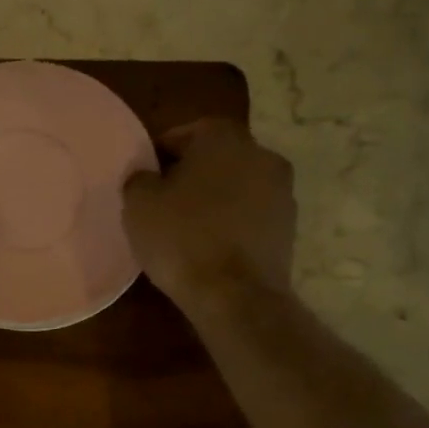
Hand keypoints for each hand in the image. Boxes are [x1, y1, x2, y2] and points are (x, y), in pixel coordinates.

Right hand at [122, 118, 294, 309]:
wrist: (235, 295)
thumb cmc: (181, 237)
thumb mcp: (139, 203)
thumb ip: (140, 178)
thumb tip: (148, 176)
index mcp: (224, 138)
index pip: (187, 132)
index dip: (161, 153)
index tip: (146, 175)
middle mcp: (261, 155)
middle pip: (217, 157)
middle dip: (191, 173)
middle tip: (164, 198)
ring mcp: (282, 192)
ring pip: (237, 185)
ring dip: (215, 197)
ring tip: (187, 225)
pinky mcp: (290, 227)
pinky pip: (251, 214)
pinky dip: (232, 222)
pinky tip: (210, 244)